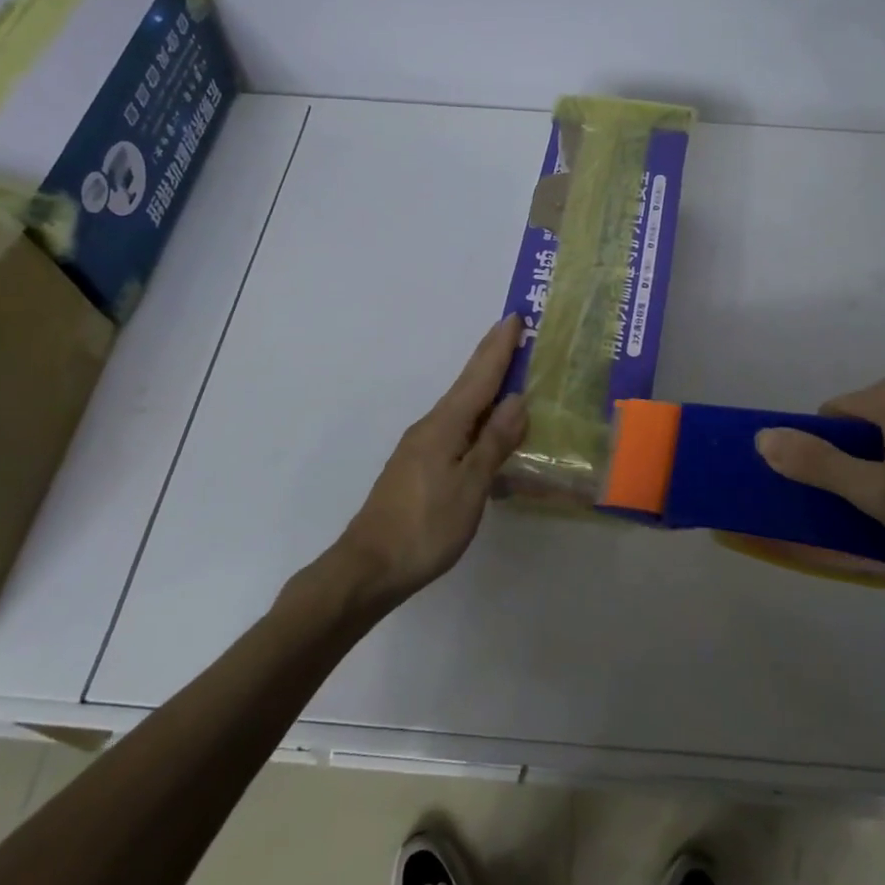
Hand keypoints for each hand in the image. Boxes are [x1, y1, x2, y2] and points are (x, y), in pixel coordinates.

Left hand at [336, 315, 528, 604]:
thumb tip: (516, 400)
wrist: (369, 567)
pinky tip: (485, 430)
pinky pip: (455, 429)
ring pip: (461, 407)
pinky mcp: (417, 466)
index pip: (479, 377)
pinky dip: (475, 416)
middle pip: (467, 384)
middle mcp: (431, 426)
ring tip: (508, 375)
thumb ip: (494, 442)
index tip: (515, 317)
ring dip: (484, 385)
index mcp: (445, 425)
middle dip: (491, 357)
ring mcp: (421, 446)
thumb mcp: (470, 486)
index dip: (499, 348)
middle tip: (514, 333)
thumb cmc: (426, 527)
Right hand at [755, 370, 884, 584]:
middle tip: (881, 500)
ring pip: (884, 427)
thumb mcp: (874, 493)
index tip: (853, 491)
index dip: (831, 455)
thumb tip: (763, 438)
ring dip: (883, 459)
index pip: (831, 416)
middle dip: (858, 456)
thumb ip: (816, 463)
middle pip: (857, 419)